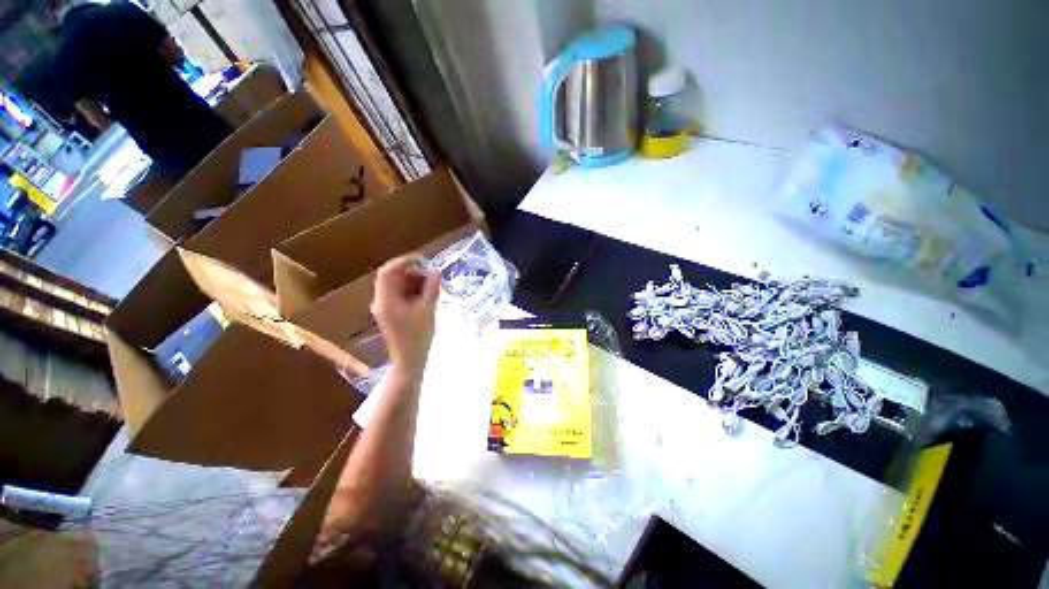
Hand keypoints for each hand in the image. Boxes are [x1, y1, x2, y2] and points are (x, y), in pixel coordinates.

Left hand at [371, 254, 440, 379]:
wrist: (409, 360)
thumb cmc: (418, 337)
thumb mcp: (428, 310)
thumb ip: (431, 288)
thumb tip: (436, 271)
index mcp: (386, 300)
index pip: (388, 271)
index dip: (404, 261)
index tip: (422, 260)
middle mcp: (381, 301)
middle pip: (393, 277)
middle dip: (412, 273)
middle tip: (431, 277)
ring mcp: (385, 307)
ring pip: (397, 285)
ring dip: (414, 282)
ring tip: (431, 288)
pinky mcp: (391, 312)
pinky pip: (400, 294)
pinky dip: (412, 291)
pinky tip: (426, 296)